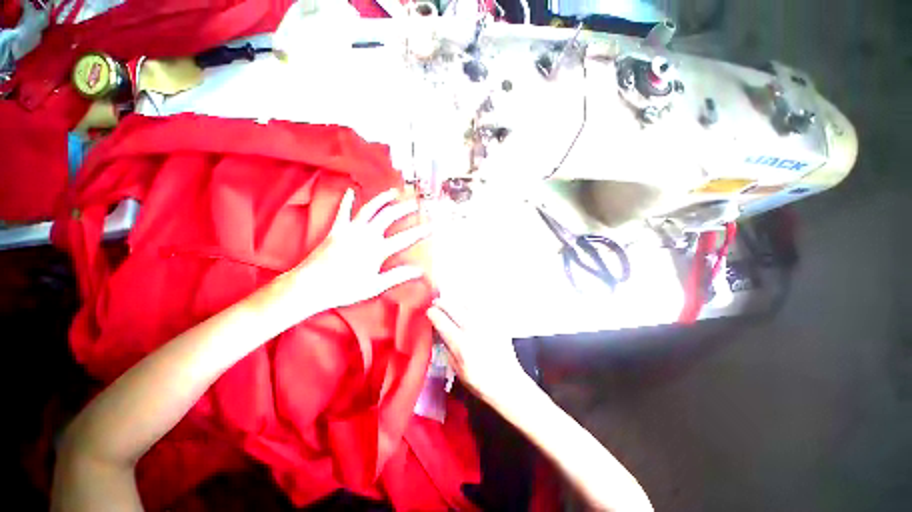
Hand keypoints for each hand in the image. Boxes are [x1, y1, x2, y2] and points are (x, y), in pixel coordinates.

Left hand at [288, 188, 429, 312]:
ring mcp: (350, 230)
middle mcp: (366, 235)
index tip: (431, 226)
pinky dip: (347, 201)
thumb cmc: (345, 289)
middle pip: (389, 216)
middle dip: (404, 209)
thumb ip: (398, 276)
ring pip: (370, 209)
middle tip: (415, 203)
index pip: (405, 238)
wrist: (312, 285)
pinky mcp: (336, 229)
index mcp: (377, 250)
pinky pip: (343, 212)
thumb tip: (419, 271)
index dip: (420, 232)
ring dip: (383, 198)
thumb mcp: (375, 285)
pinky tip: (351, 191)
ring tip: (394, 192)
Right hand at [427, 298, 529, 404]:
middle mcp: (473, 329)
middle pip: (453, 307)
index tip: (429, 311)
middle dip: (442, 302)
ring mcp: (487, 323)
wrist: (507, 382)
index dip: (433, 313)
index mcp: (461, 344)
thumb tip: (439, 332)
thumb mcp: (457, 370)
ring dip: (456, 300)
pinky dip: (472, 302)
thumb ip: (447, 349)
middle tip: (437, 302)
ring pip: (467, 302)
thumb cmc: (480, 381)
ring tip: (451, 301)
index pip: (442, 321)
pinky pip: (482, 305)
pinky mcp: (497, 321)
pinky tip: (467, 304)